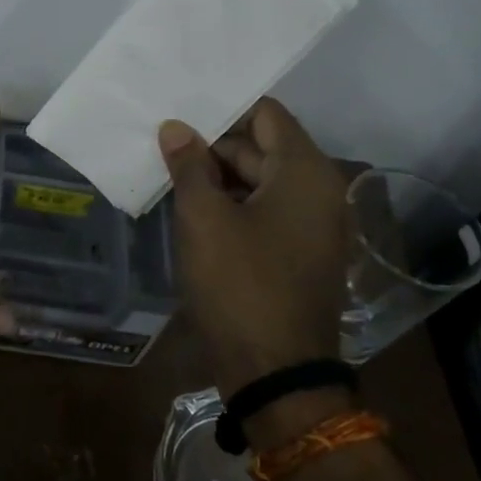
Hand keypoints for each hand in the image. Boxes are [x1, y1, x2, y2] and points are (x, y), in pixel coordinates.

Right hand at [159, 100, 352, 407]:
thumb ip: (188, 166)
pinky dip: (230, 204)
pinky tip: (190, 207)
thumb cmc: (239, 285)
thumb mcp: (203, 219)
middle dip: (212, 145)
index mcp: (305, 172)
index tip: (181, 108)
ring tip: (168, 173)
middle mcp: (318, 190)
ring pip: (259, 180)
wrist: (276, 372)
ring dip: (217, 177)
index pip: (266, 114)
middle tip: (162, 143)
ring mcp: (310, 224)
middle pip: (261, 147)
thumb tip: (176, 128)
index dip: (223, 108)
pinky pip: (262, 210)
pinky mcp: (297, 251)